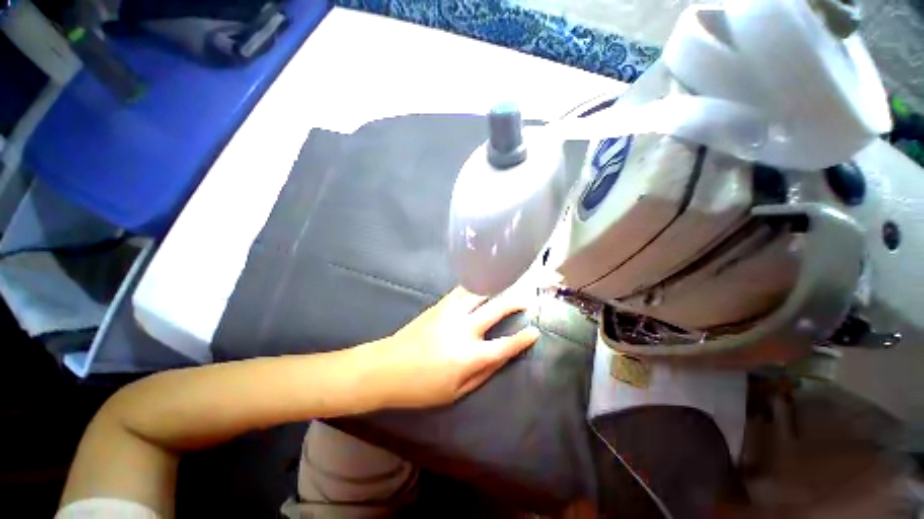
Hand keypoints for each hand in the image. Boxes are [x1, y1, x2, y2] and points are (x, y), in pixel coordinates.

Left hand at [367, 287, 539, 408]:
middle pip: (496, 309)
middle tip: (527, 300)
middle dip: (515, 303)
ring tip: (508, 286)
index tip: (535, 331)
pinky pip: (462, 290)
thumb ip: (483, 374)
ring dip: (497, 288)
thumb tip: (503, 358)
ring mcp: (451, 313)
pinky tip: (482, 284)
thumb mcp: (456, 392)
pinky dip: (476, 286)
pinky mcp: (440, 305)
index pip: (505, 345)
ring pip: (480, 293)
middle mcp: (464, 329)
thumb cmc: (421, 387)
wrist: (387, 367)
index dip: (523, 339)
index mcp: (469, 356)